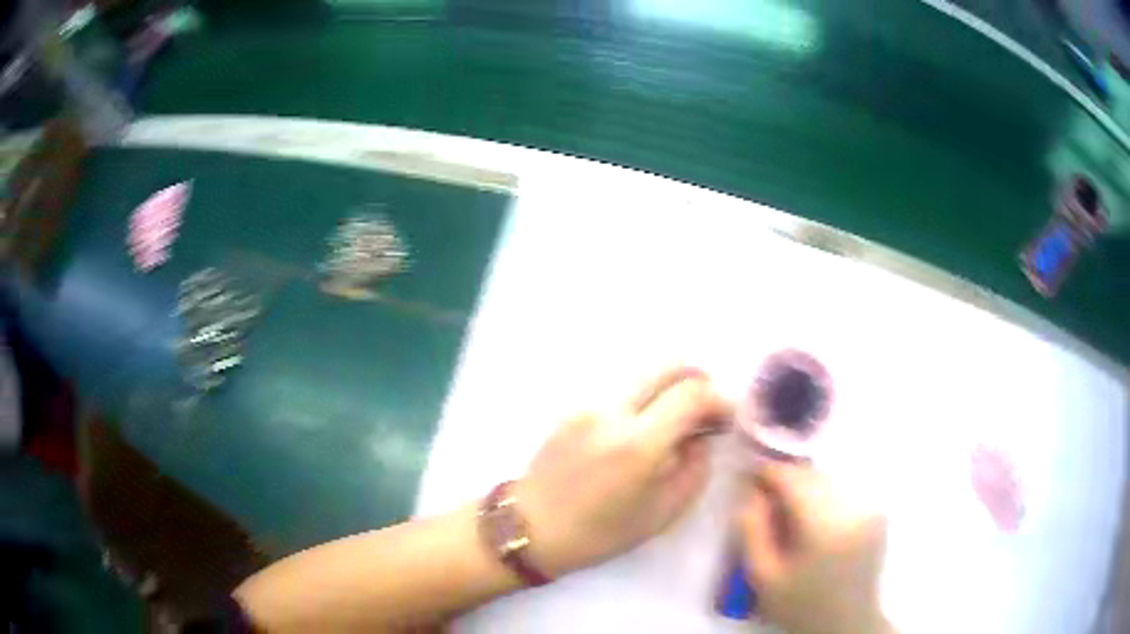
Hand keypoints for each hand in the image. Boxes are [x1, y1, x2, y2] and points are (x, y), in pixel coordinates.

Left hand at [514, 367, 730, 577]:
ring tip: (674, 422)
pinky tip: (641, 430)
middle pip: (669, 365)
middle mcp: (612, 411)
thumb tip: (703, 433)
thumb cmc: (601, 532)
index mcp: (638, 444)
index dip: (720, 399)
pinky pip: (621, 391)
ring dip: (669, 389)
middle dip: (698, 379)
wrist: (532, 527)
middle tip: (706, 408)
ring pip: (644, 376)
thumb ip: (695, 466)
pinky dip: (643, 400)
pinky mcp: (574, 405)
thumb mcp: (664, 511)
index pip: (693, 393)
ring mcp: (589, 403)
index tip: (726, 418)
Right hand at [739, 463, 892, 633]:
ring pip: (829, 479)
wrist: (847, 623)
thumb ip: (752, 531)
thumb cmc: (800, 605)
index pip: (793, 479)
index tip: (746, 474)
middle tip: (763, 494)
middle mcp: (854, 507)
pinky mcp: (878, 512)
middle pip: (813, 475)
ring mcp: (870, 507)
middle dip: (786, 478)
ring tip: (787, 508)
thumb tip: (749, 492)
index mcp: (825, 525)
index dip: (767, 470)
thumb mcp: (763, 577)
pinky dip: (824, 494)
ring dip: (805, 485)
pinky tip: (812, 517)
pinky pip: (844, 490)